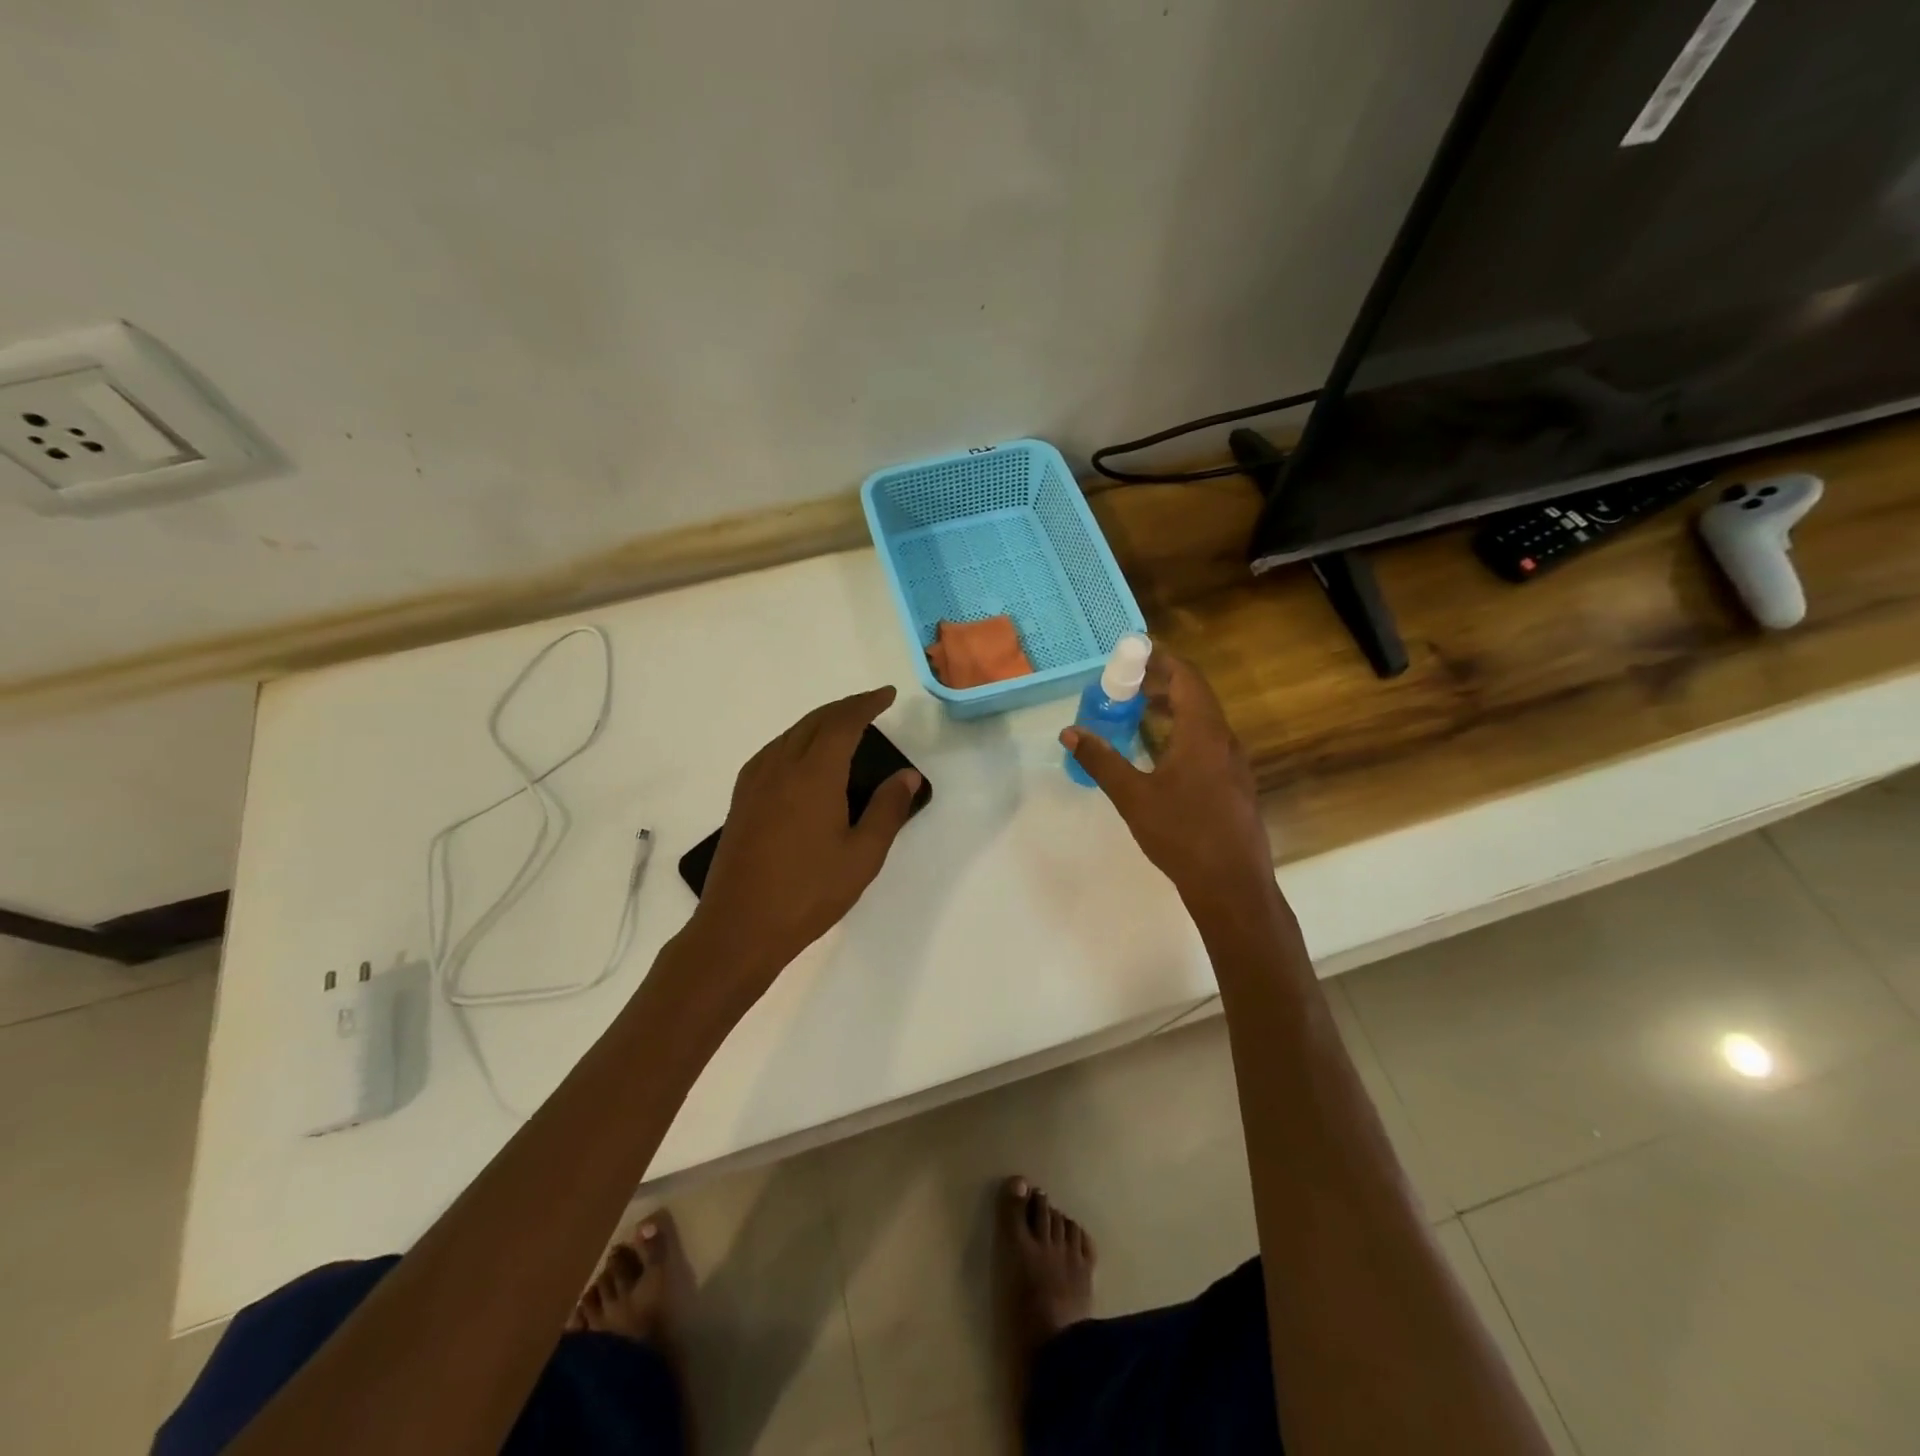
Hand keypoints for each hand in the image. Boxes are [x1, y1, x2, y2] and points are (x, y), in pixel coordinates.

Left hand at [688, 686, 922, 995]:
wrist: (739, 926)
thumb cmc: (808, 892)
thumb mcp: (862, 855)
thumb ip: (887, 810)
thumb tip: (907, 775)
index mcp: (814, 774)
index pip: (843, 722)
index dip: (866, 704)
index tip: (888, 695)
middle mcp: (781, 766)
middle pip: (815, 721)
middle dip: (845, 708)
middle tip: (871, 706)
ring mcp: (755, 781)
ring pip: (791, 734)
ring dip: (820, 722)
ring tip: (844, 727)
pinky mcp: (742, 799)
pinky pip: (774, 751)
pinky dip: (797, 740)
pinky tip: (805, 759)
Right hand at [1062, 652, 1278, 918]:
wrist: (1232, 885)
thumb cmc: (1182, 834)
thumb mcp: (1133, 796)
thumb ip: (1101, 760)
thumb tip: (1070, 732)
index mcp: (1204, 733)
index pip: (1187, 678)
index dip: (1162, 660)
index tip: (1134, 653)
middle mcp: (1225, 740)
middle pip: (1196, 695)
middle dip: (1162, 683)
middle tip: (1127, 683)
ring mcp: (1234, 764)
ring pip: (1204, 720)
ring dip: (1173, 709)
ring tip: (1139, 712)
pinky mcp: (1235, 784)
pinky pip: (1208, 742)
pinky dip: (1183, 732)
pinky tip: (1161, 753)